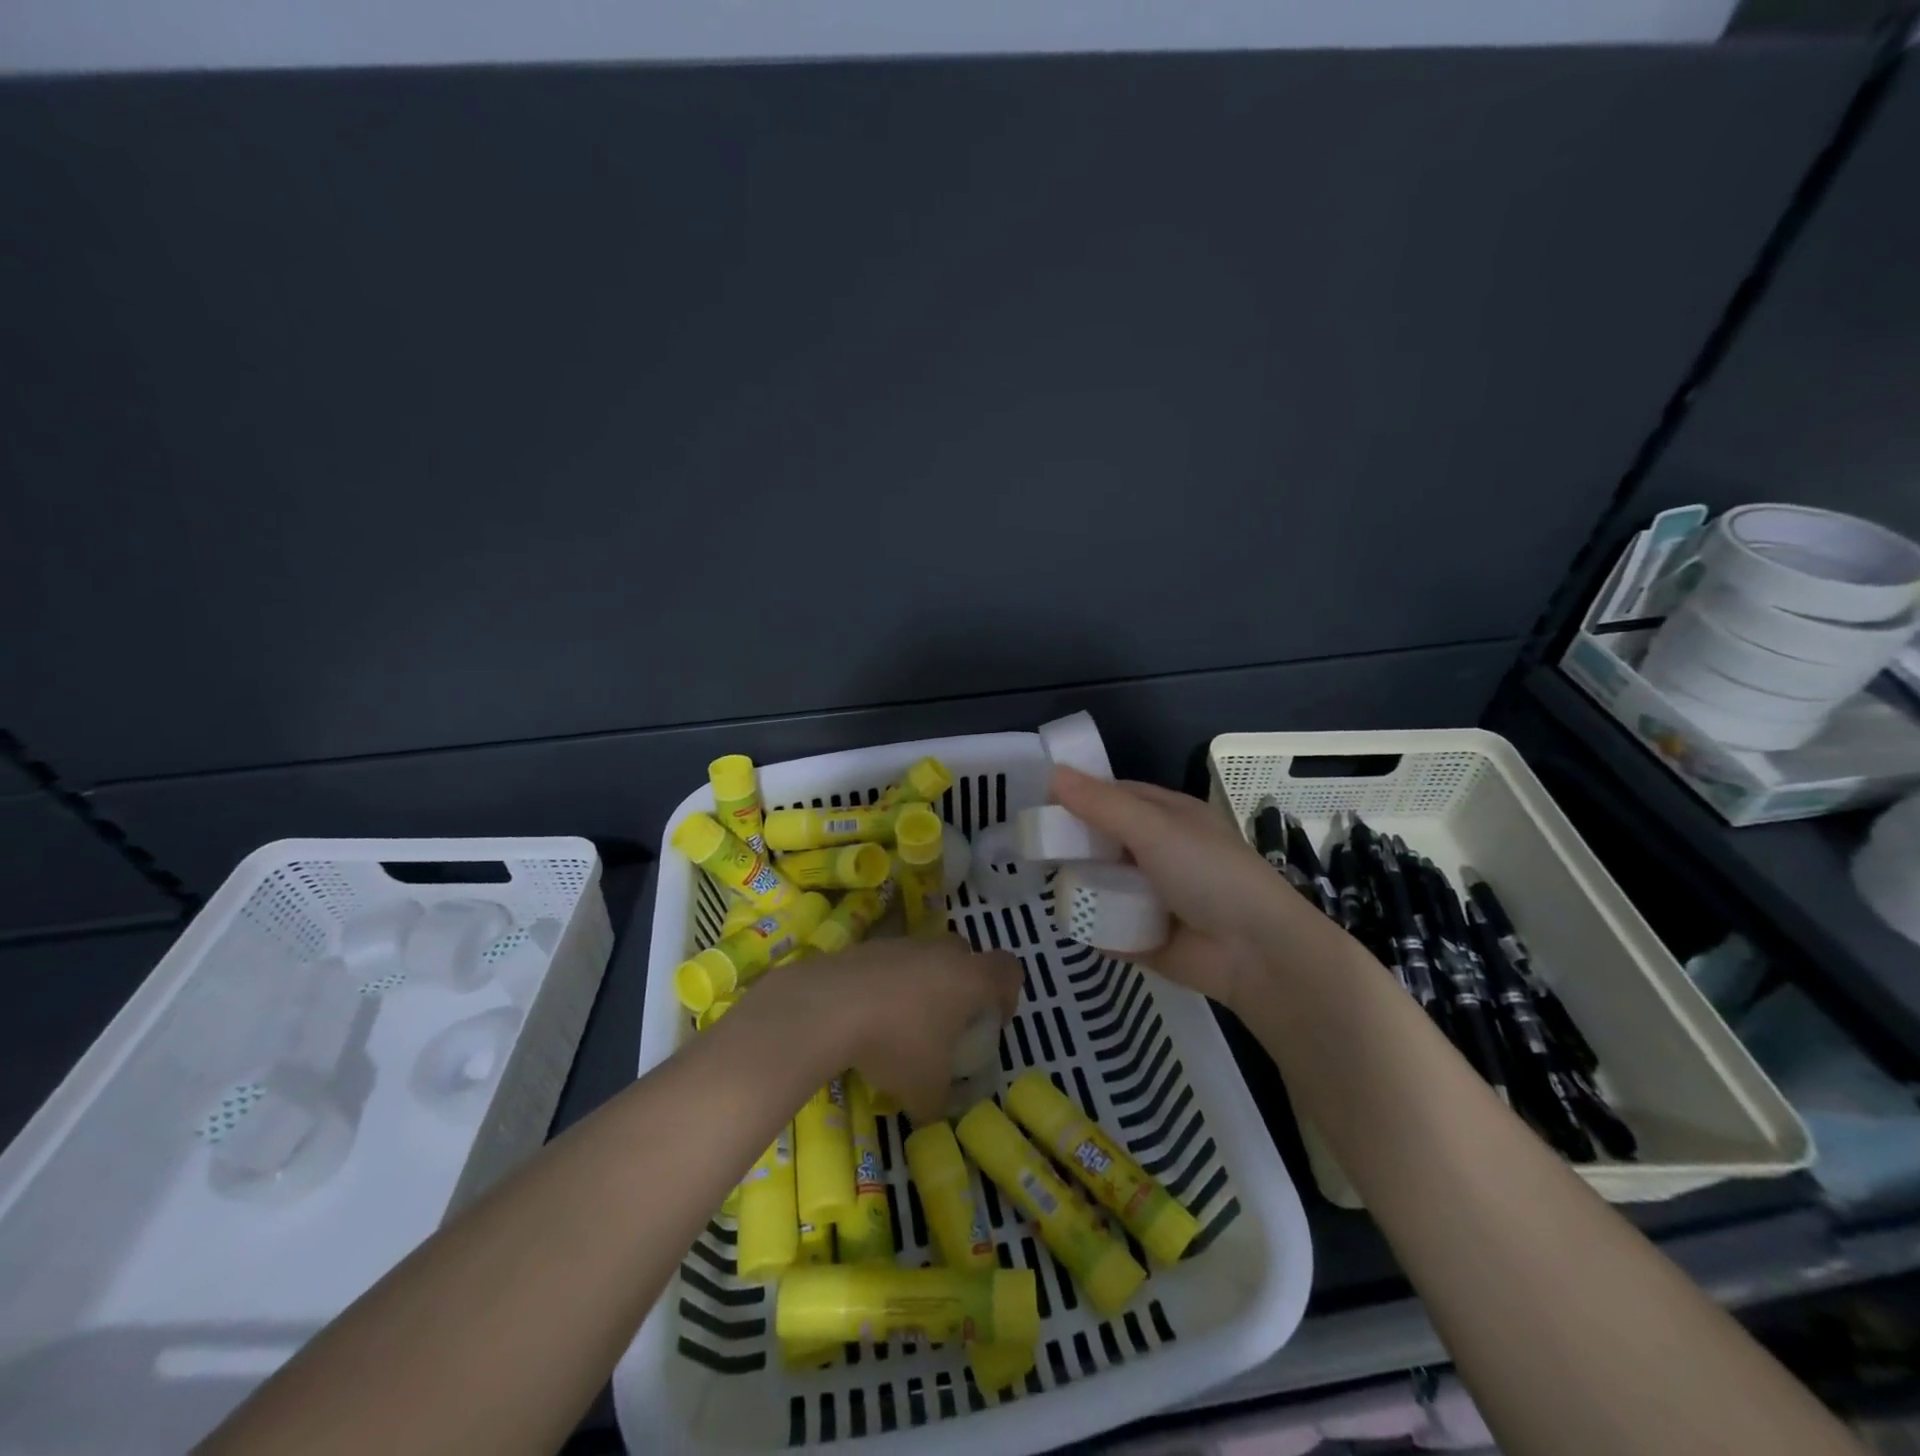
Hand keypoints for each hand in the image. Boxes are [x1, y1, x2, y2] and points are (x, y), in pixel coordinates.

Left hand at [754, 936, 1022, 1122]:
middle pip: (966, 956)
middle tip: (948, 1022)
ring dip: (922, 983)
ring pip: (926, 957)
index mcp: (971, 978)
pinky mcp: (867, 945)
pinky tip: (868, 1015)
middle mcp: (941, 952)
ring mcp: (902, 944)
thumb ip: (940, 1102)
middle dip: (963, 985)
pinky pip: (891, 962)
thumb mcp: (925, 1091)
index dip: (1008, 994)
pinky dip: (887, 983)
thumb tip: (934, 1112)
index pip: (1009, 969)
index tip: (991, 1023)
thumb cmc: (896, 1043)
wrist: (827, 1006)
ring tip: (901, 1023)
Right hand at [1052, 766, 1312, 1009]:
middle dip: (1072, 846)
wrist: (1257, 954)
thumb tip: (1052, 773)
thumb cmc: (1209, 875)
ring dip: (1079, 886)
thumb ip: (1102, 804)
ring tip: (1046, 886)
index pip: (1112, 797)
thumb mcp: (1155, 829)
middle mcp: (1157, 852)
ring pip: (1101, 883)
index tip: (1036, 805)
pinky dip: (1092, 925)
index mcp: (1167, 817)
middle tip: (1031, 850)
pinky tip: (1070, 922)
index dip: (1077, 798)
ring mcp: (1150, 895)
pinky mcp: (1144, 936)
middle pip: (1101, 841)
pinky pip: (1106, 926)